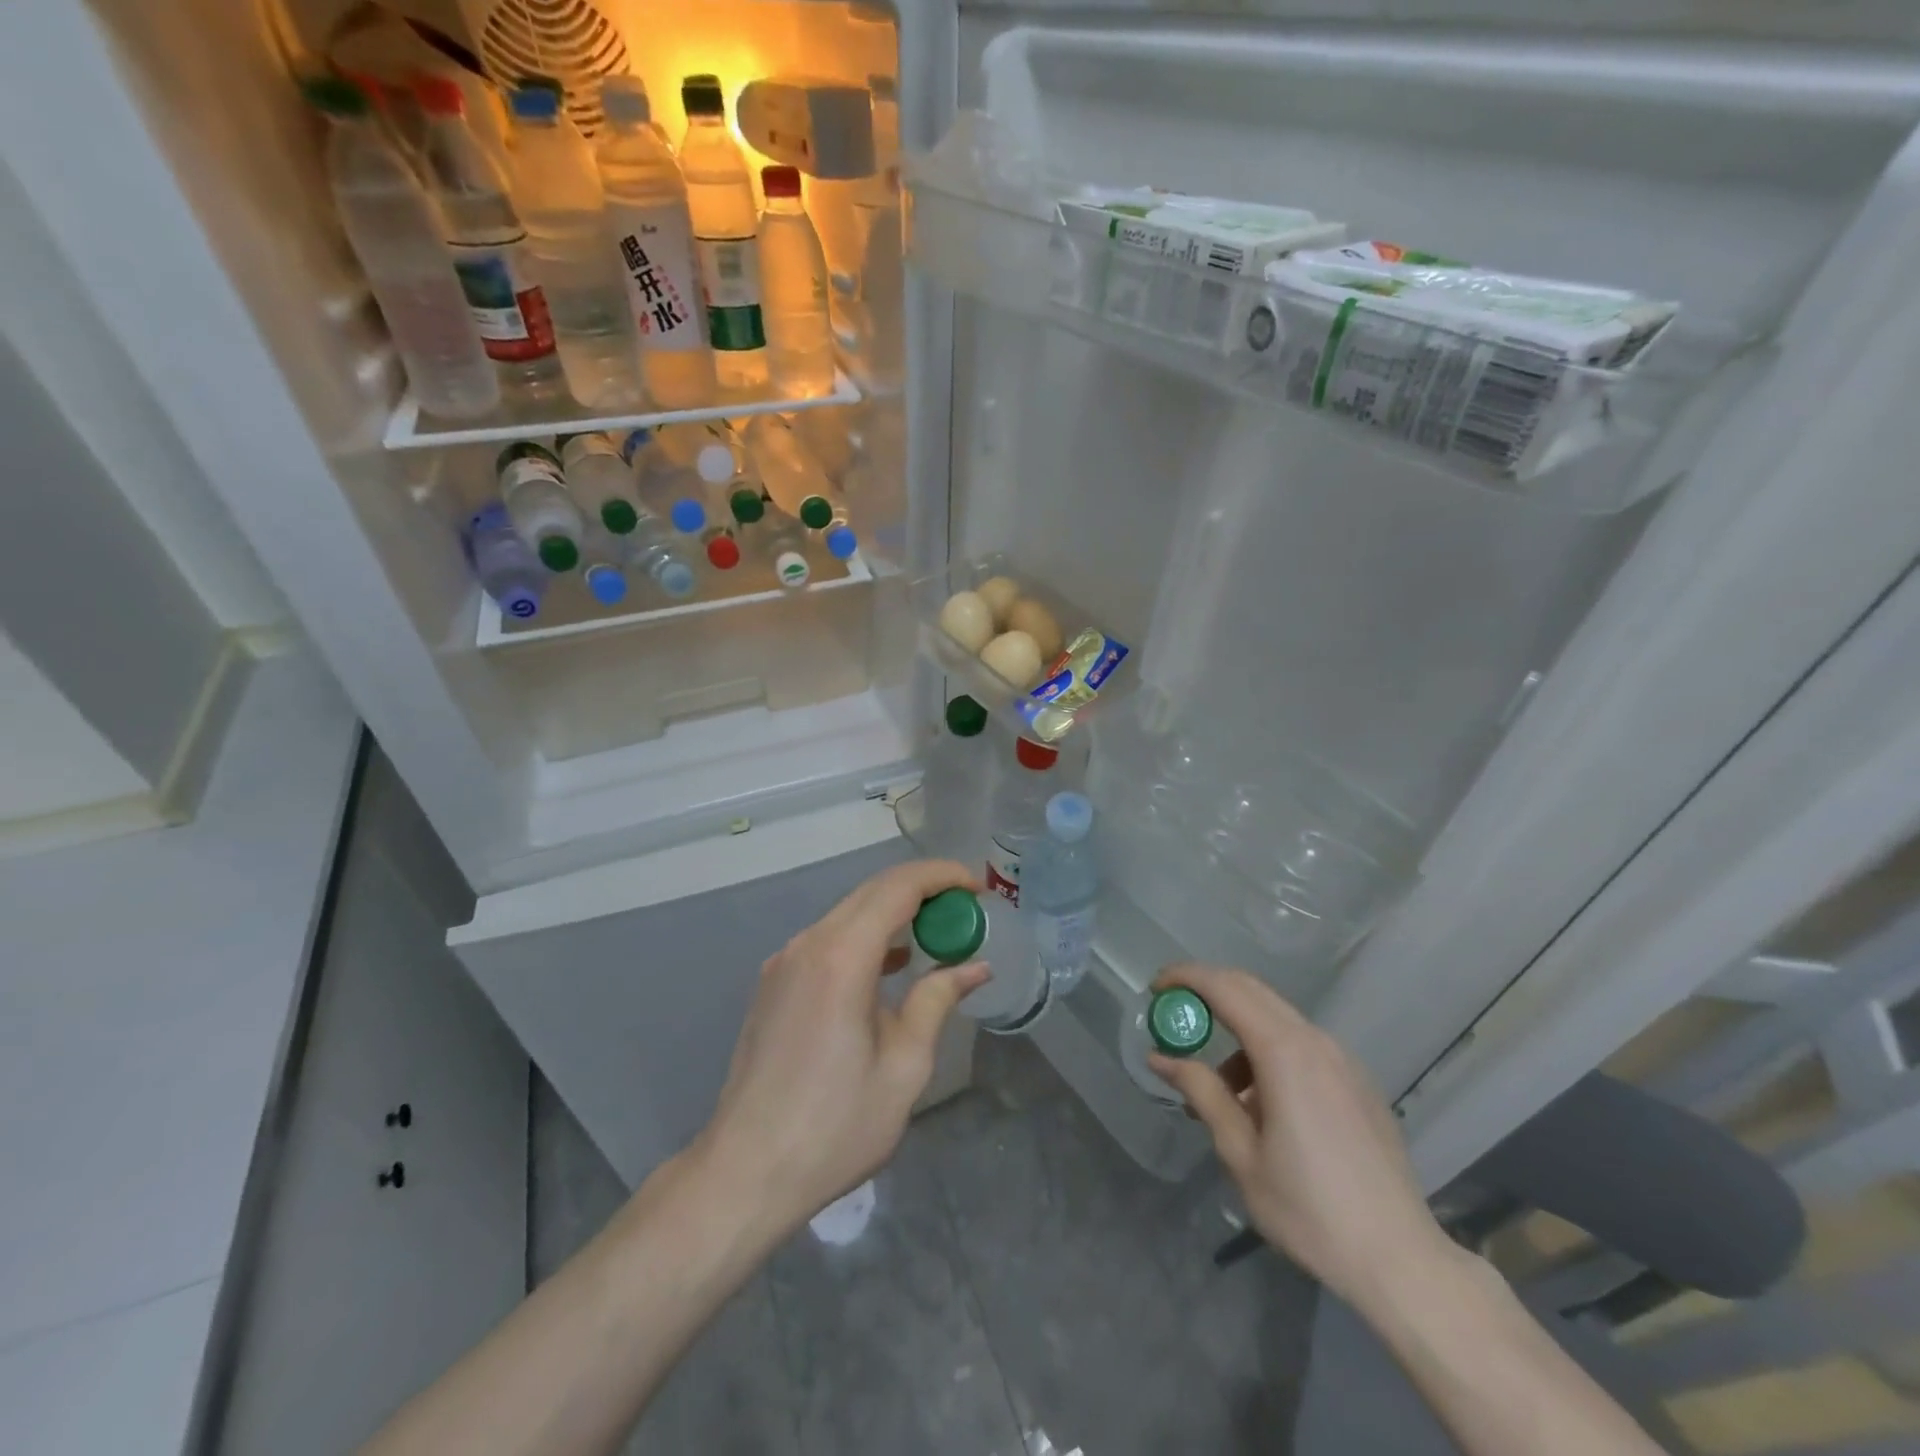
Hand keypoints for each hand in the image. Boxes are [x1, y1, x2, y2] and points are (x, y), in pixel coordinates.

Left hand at [694, 859, 989, 1235]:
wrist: (745, 1172)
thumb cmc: (835, 1126)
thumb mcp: (904, 1066)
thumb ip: (937, 1001)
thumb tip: (975, 966)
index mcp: (841, 958)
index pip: (897, 888)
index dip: (942, 876)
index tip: (977, 888)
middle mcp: (808, 945)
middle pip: (872, 892)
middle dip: (923, 890)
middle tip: (966, 909)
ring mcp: (784, 962)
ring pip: (848, 914)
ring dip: (894, 913)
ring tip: (937, 933)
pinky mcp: (774, 984)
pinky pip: (828, 940)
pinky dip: (866, 937)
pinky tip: (892, 964)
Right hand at [1149, 965, 1451, 1310]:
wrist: (1401, 1262)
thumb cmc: (1309, 1210)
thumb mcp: (1240, 1153)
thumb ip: (1201, 1092)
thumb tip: (1161, 1058)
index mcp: (1284, 1052)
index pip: (1225, 988)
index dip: (1186, 978)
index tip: (1155, 989)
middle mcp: (1316, 1041)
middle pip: (1252, 991)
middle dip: (1208, 992)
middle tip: (1175, 1017)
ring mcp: (1343, 1060)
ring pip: (1277, 1019)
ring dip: (1238, 1030)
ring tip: (1218, 1087)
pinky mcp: (1358, 1082)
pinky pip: (1302, 1045)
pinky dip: (1269, 1051)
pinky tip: (1262, 1104)